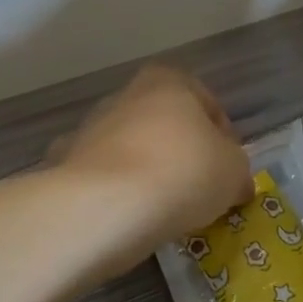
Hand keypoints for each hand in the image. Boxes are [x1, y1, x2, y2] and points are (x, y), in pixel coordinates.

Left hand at [50, 65, 252, 278]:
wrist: (104, 207)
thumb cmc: (181, 173)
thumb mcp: (233, 172)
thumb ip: (238, 171)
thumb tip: (236, 183)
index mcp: (169, 82)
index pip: (207, 104)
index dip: (224, 138)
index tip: (228, 171)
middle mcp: (126, 95)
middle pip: (166, 125)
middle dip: (182, 153)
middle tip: (199, 192)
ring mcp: (90, 128)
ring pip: (131, 149)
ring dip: (147, 172)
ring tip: (163, 212)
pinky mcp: (64, 163)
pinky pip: (101, 177)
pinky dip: (114, 193)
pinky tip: (127, 219)